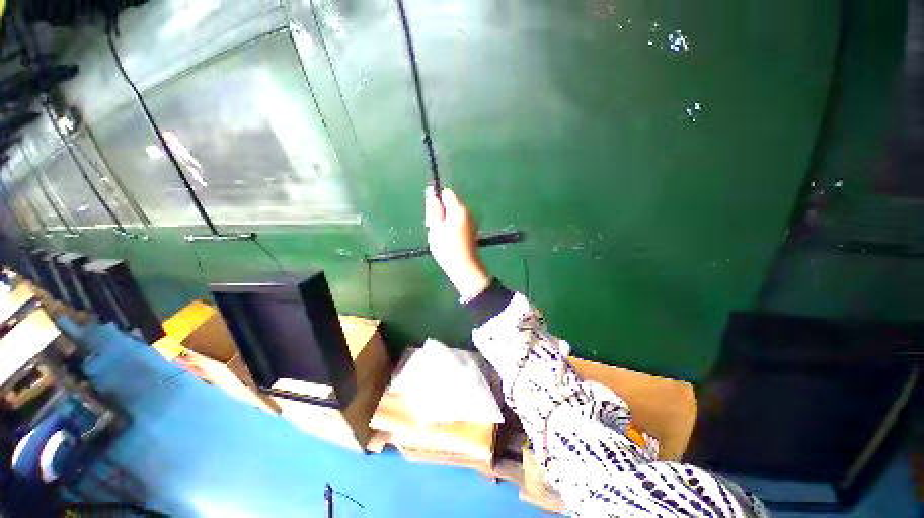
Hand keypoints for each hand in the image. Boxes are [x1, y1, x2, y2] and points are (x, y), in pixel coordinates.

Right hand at [425, 187, 490, 299]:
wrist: (465, 268)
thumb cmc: (447, 248)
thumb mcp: (435, 228)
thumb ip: (433, 210)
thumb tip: (431, 194)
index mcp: (459, 209)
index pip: (446, 193)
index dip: (437, 201)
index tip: (432, 215)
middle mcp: (467, 212)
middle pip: (450, 204)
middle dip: (440, 213)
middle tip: (435, 229)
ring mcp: (471, 222)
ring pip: (453, 215)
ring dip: (444, 223)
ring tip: (440, 238)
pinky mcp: (471, 232)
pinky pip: (458, 224)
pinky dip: (451, 229)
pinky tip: (448, 242)